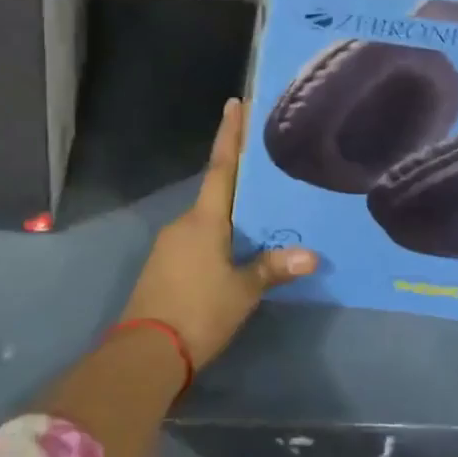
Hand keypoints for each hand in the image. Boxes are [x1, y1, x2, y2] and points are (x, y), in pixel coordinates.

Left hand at [119, 98, 315, 367]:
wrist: (146, 353)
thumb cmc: (199, 312)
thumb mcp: (242, 291)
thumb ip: (273, 269)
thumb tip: (311, 256)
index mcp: (204, 220)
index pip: (221, 167)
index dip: (230, 135)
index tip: (234, 103)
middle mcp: (184, 223)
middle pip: (216, 194)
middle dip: (240, 182)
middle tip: (269, 173)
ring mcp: (170, 245)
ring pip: (207, 221)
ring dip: (230, 217)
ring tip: (262, 219)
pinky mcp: (164, 266)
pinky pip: (197, 241)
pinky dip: (217, 239)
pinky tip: (236, 253)